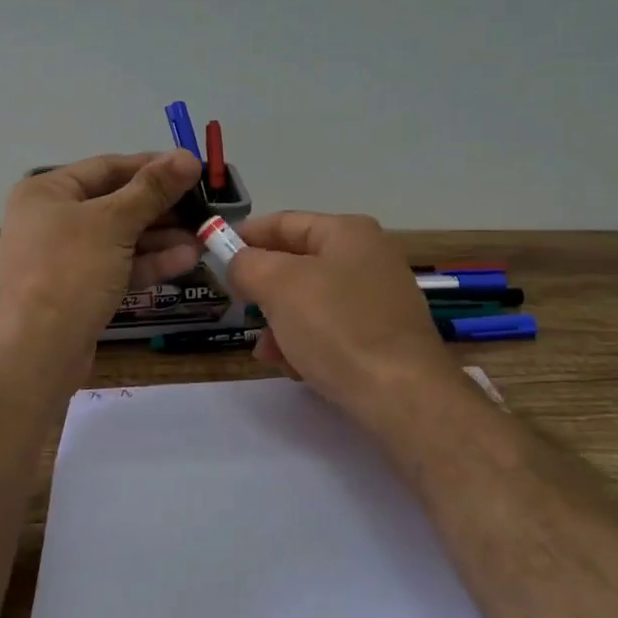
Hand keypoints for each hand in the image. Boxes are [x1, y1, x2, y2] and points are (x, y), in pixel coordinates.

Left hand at [0, 151, 203, 358]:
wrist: (39, 351)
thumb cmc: (70, 272)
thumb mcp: (114, 223)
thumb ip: (153, 189)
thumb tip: (187, 156)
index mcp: (47, 192)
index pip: (108, 167)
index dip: (152, 166)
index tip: (193, 170)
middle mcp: (51, 219)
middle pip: (116, 202)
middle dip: (162, 207)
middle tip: (204, 207)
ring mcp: (64, 257)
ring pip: (120, 237)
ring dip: (162, 236)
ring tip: (204, 235)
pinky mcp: (78, 288)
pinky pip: (117, 265)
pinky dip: (148, 261)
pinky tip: (187, 259)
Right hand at [228, 211, 458, 421]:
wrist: (402, 394)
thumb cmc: (337, 327)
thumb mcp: (279, 286)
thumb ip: (247, 265)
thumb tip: (238, 263)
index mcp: (348, 232)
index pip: (284, 222)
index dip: (246, 235)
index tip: (214, 253)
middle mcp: (368, 257)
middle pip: (298, 263)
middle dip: (264, 289)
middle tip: (239, 307)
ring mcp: (379, 297)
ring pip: (312, 301)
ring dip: (281, 323)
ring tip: (266, 352)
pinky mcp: (383, 336)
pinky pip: (332, 329)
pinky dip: (307, 343)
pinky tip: (295, 368)